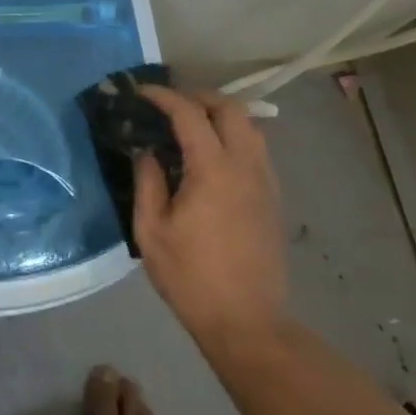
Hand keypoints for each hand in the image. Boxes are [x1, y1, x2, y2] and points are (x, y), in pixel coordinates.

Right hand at [132, 87, 288, 347]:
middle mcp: (246, 166)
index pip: (189, 113)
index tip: (141, 93)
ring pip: (250, 126)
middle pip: (230, 108)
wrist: (246, 321)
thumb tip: (147, 151)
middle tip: (169, 104)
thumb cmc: (191, 277)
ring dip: (221, 114)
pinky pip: (257, 149)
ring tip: (191, 125)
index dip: (164, 97)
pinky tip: (213, 155)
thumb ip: (148, 182)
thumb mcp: (152, 231)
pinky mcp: (274, 198)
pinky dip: (235, 136)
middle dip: (198, 97)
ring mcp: (266, 181)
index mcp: (213, 170)